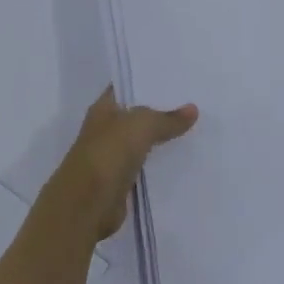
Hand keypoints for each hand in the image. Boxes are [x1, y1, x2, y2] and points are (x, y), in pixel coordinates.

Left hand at [44, 88, 197, 239]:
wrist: (87, 204)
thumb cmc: (108, 153)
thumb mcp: (141, 126)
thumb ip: (167, 118)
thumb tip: (193, 109)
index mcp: (103, 108)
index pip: (126, 87)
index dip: (147, 81)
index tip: (176, 78)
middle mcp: (106, 129)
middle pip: (137, 115)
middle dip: (161, 110)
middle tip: (194, 102)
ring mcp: (113, 156)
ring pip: (143, 141)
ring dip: (163, 138)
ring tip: (195, 129)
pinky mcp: (122, 181)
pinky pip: (146, 166)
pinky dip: (161, 164)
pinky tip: (184, 159)